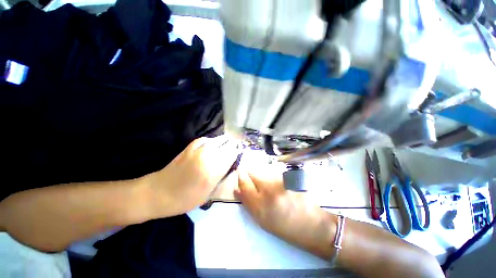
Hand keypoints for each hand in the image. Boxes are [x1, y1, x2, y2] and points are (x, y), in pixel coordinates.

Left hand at [145, 135, 239, 216]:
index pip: (232, 154)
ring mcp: (198, 149)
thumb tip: (230, 164)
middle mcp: (208, 156)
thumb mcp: (209, 193)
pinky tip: (212, 146)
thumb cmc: (186, 198)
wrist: (159, 192)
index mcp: (214, 170)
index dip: (238, 153)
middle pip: (227, 145)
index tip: (239, 155)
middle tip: (234, 150)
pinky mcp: (190, 147)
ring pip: (218, 140)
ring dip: (224, 143)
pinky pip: (206, 140)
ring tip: (226, 147)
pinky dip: (212, 142)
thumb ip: (221, 176)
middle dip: (233, 146)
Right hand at [235, 167, 335, 256]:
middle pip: (253, 175)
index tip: (239, 175)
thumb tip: (238, 190)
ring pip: (264, 174)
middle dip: (250, 175)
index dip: (241, 179)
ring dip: (262, 177)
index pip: (244, 186)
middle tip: (253, 179)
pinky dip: (272, 178)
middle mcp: (269, 192)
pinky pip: (274, 175)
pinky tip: (279, 186)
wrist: (312, 225)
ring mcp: (280, 183)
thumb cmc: (285, 227)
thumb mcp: (263, 220)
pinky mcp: (289, 178)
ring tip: (271, 187)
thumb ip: (249, 203)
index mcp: (260, 207)